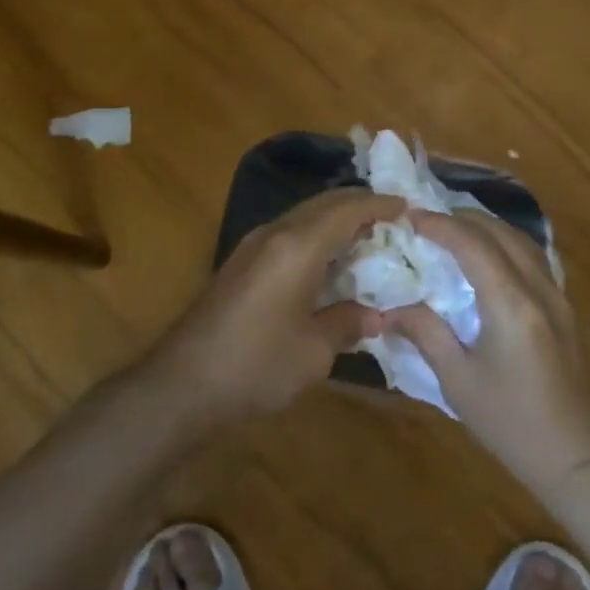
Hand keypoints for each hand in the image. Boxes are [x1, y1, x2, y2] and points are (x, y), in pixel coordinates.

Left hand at [152, 189, 402, 423]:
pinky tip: (330, 262)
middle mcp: (274, 233)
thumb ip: (348, 323)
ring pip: (304, 216)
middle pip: (324, 204)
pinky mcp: (241, 263)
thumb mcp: (313, 352)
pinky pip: (288, 233)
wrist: (181, 386)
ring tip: (368, 238)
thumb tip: (375, 314)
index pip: (347, 210)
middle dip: (360, 206)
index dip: (380, 205)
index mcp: (297, 246)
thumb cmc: (255, 366)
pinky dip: (316, 236)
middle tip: (392, 219)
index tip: (408, 207)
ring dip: (336, 220)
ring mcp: (253, 246)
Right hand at [388, 210, 589, 502]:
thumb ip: (426, 334)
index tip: (409, 216)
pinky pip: (531, 256)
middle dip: (461, 218)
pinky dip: (503, 243)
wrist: (580, 457)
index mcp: (510, 302)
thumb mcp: (459, 382)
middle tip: (425, 220)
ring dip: (485, 226)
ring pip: (520, 239)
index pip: (472, 243)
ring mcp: (557, 295)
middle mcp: (538, 287)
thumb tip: (390, 310)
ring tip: (452, 229)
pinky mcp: (563, 307)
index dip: (439, 224)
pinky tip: (486, 256)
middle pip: (499, 231)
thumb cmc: (513, 424)